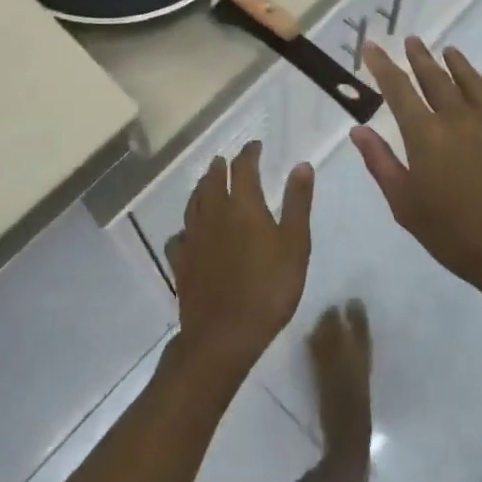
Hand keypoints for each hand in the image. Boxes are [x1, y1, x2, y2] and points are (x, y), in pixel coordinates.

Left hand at [169, 142, 313, 379]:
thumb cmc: (268, 288)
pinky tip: (188, 233)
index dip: (249, 153)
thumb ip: (297, 203)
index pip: (243, 167)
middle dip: (221, 167)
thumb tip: (301, 164)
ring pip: (193, 203)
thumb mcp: (295, 245)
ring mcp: (193, 237)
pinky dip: (185, 228)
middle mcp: (214, 213)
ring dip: (202, 189)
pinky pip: (179, 236)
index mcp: (243, 205)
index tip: (255, 146)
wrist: (223, 335)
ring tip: (207, 184)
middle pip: (213, 181)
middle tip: (227, 161)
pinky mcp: (180, 262)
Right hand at [352, 39, 481, 304]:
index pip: (398, 89)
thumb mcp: (405, 205)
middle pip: (435, 78)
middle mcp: (458, 118)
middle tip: (412, 41)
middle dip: (420, 57)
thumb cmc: (454, 234)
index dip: (382, 65)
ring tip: (447, 50)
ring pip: (471, 81)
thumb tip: (358, 130)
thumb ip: (381, 162)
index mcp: (426, 134)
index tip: (372, 46)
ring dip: (456, 63)